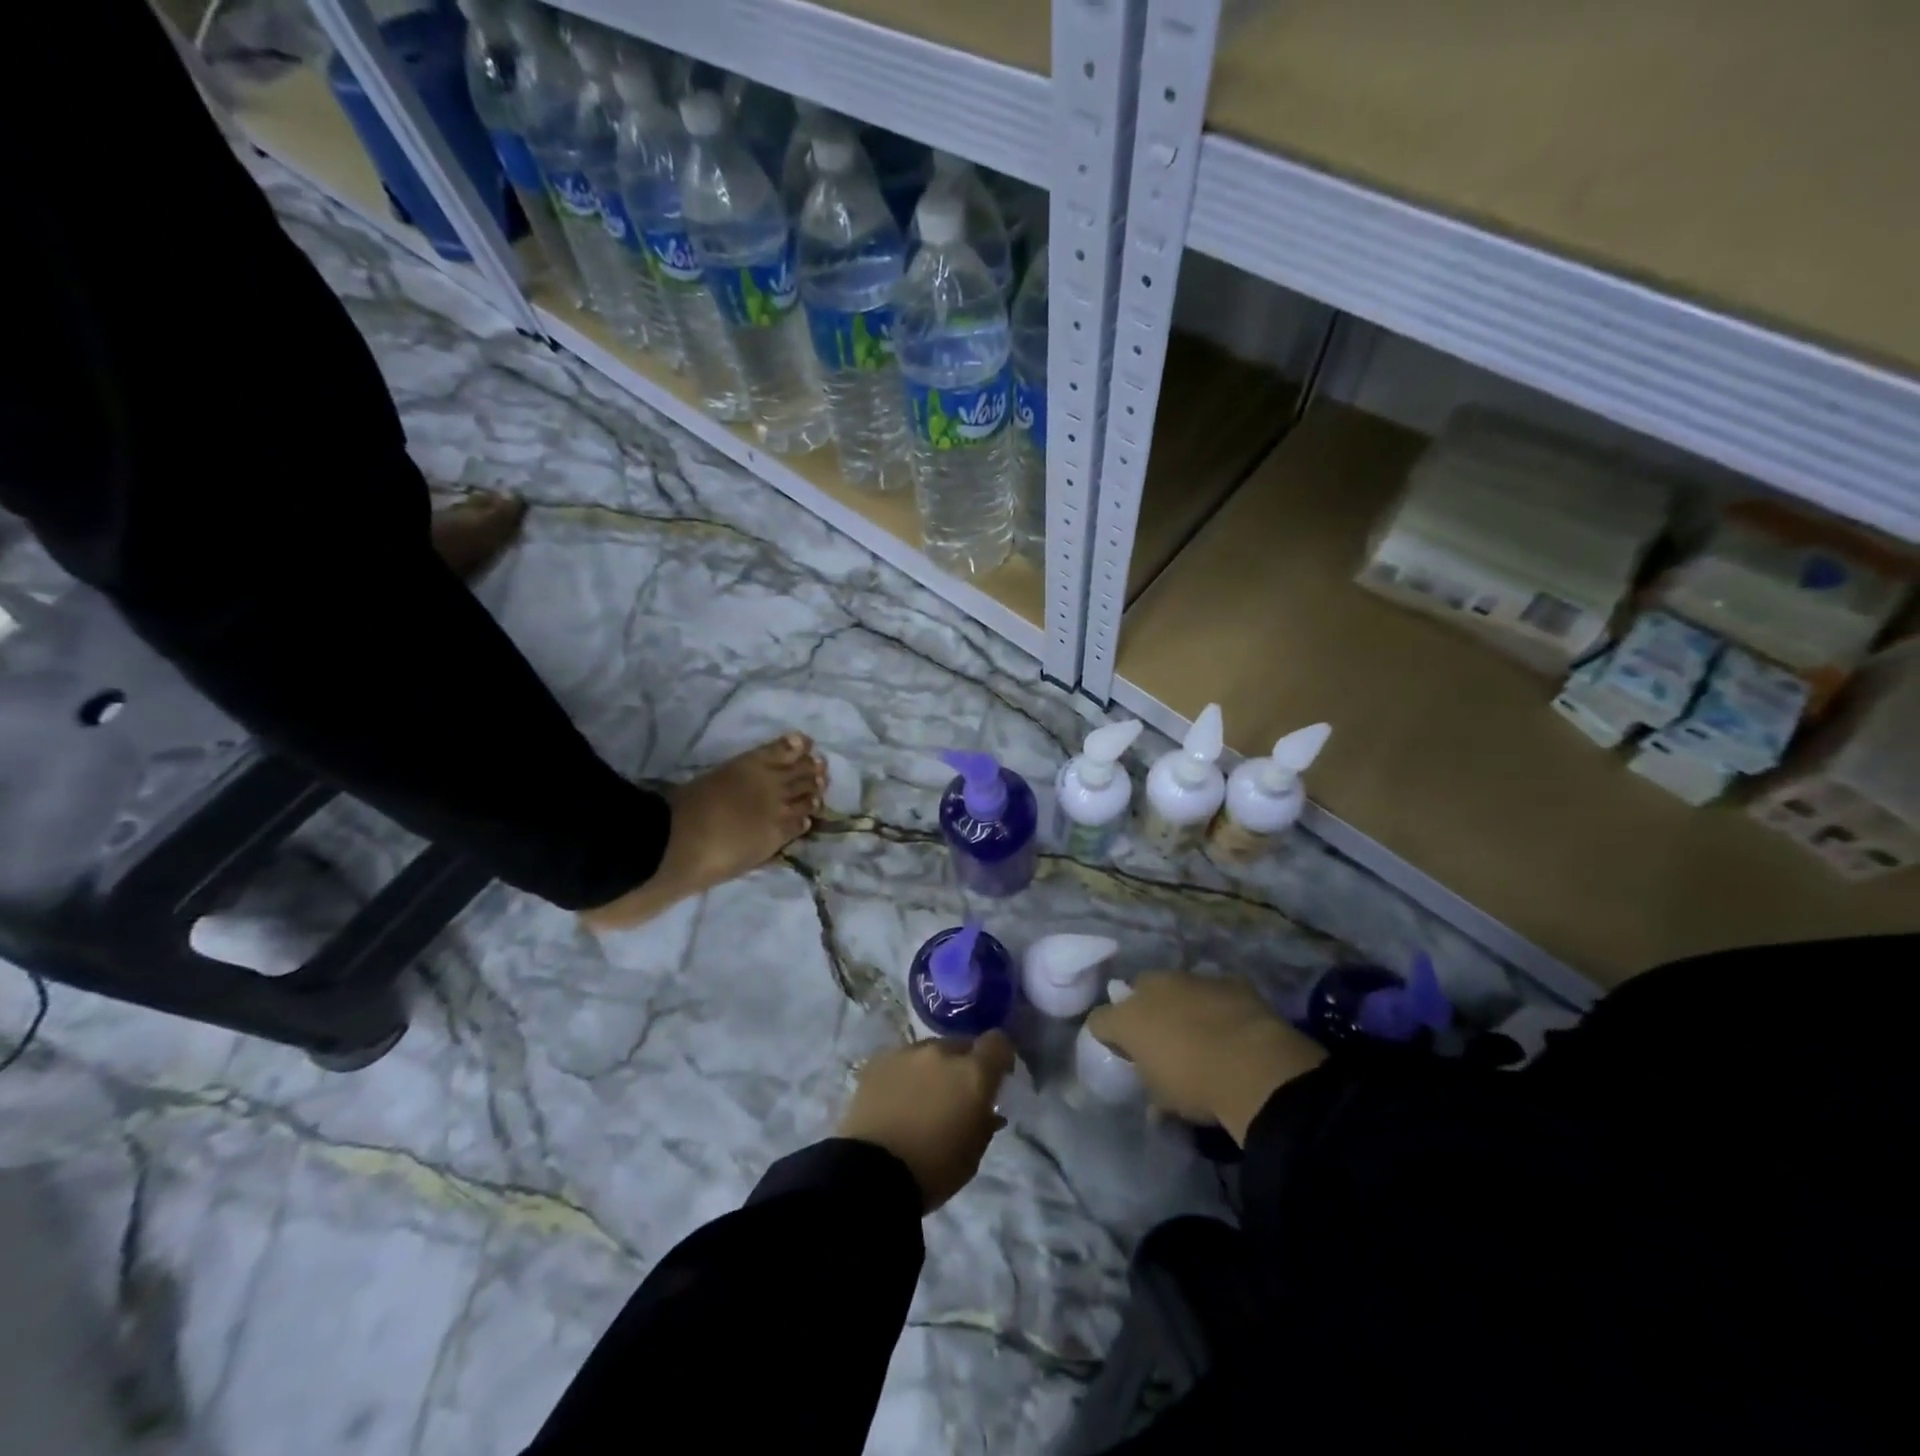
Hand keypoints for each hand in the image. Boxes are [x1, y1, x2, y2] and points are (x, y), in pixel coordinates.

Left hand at [837, 1032, 1015, 1212]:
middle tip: (956, 1093)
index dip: (1000, 1056)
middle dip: (964, 1064)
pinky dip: (905, 1073)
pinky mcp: (878, 1060)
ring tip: (921, 1097)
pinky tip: (895, 1098)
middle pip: (961, 1045)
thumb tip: (988, 1109)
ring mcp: (907, 1052)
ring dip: (933, 1068)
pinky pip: (901, 1059)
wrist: (871, 1173)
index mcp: (973, 1073)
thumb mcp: (973, 1154)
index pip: (998, 1042)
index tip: (997, 1076)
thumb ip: (985, 1121)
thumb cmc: (933, 1169)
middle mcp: (942, 1052)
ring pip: (930, 1051)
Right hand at [1085, 973, 1325, 1144]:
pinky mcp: (1228, 981)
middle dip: (1144, 1009)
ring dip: (1179, 1003)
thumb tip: (1154, 1105)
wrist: (1257, 1068)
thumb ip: (1153, 1093)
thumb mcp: (1166, 1101)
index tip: (1121, 1052)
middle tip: (1159, 1037)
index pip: (1099, 1020)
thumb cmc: (1198, 1087)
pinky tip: (1230, 1024)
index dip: (1107, 1036)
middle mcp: (1154, 989)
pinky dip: (1215, 1004)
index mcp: (1128, 1018)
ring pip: (1176, 986)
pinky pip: (1213, 990)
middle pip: (1137, 991)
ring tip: (1198, 1030)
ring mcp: (1192, 979)